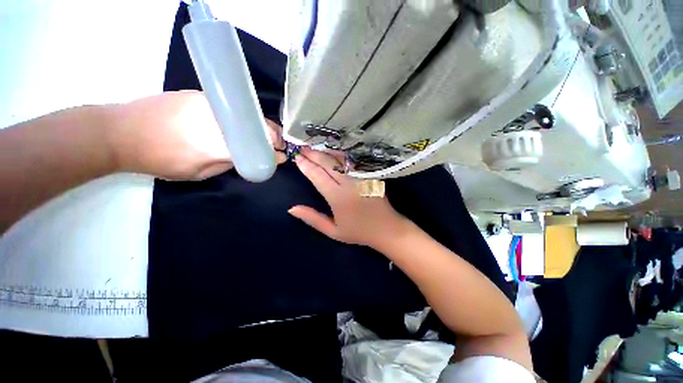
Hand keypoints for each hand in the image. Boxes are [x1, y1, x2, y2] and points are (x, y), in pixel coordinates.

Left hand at [108, 91, 285, 180]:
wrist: (120, 131)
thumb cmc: (159, 159)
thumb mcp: (198, 173)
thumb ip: (227, 164)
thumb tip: (246, 158)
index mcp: (219, 146)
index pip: (258, 149)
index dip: (274, 155)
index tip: (282, 158)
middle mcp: (221, 122)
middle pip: (260, 127)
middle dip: (275, 138)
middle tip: (277, 146)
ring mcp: (212, 105)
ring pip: (249, 115)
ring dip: (263, 126)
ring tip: (266, 135)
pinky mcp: (202, 95)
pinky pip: (235, 107)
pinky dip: (246, 116)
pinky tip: (246, 123)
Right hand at [289, 147, 409, 248]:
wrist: (387, 229)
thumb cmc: (358, 232)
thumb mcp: (333, 231)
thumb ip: (312, 219)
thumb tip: (292, 208)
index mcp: (338, 197)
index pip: (318, 176)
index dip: (307, 166)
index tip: (297, 158)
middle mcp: (349, 183)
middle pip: (329, 164)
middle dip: (314, 154)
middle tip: (303, 148)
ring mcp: (361, 177)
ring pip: (341, 159)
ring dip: (327, 152)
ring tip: (315, 148)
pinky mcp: (370, 174)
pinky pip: (353, 161)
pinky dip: (341, 155)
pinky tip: (334, 152)